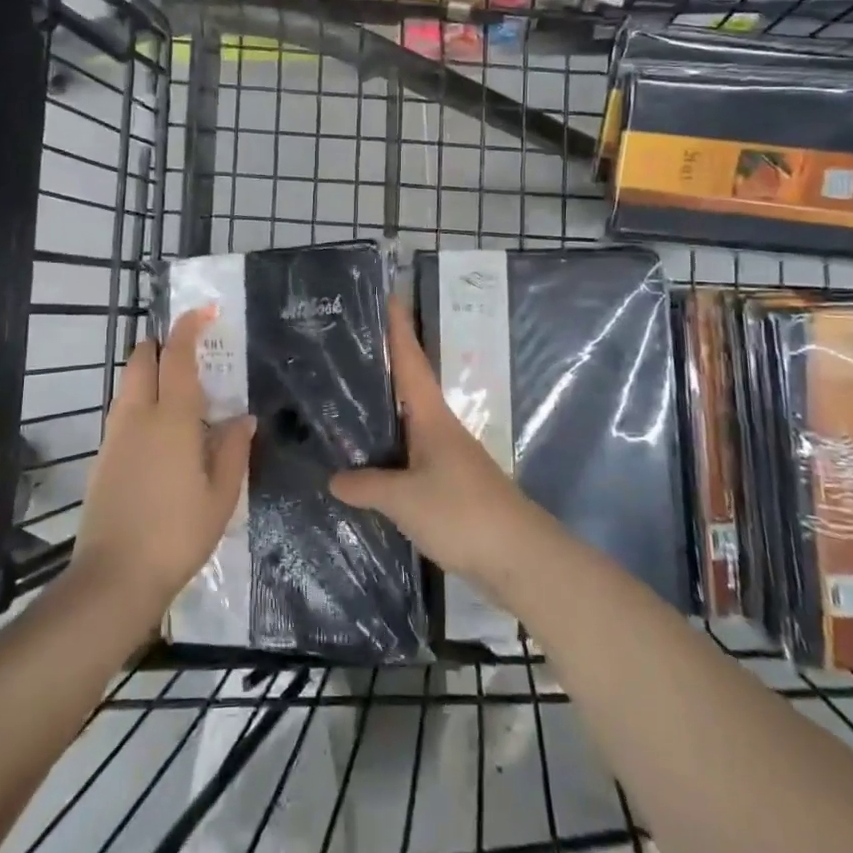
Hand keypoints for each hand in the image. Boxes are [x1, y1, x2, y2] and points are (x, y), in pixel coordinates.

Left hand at [71, 308, 255, 619]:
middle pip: (142, 360)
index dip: (189, 327)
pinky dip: (140, 402)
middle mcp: (138, 417)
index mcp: (173, 420)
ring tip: (178, 395)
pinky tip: (160, 434)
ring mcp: (114, 436)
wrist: (114, 577)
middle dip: (161, 345)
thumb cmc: (178, 534)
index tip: (204, 311)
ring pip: (128, 385)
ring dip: (149, 373)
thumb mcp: (221, 495)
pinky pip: (122, 412)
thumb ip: (234, 449)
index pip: (178, 357)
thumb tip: (243, 418)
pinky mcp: (102, 457)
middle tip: (188, 354)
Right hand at [329, 296, 542, 588]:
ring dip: (384, 404)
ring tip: (346, 394)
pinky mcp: (447, 485)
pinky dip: (387, 447)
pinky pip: (409, 454)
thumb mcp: (405, 499)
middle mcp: (439, 428)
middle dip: (384, 360)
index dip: (399, 328)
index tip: (388, 294)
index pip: (410, 360)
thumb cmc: (463, 513)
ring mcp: (445, 457)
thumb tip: (334, 478)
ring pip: (407, 420)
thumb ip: (367, 485)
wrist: (519, 558)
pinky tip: (368, 458)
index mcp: (431, 417)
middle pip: (409, 384)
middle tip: (349, 340)